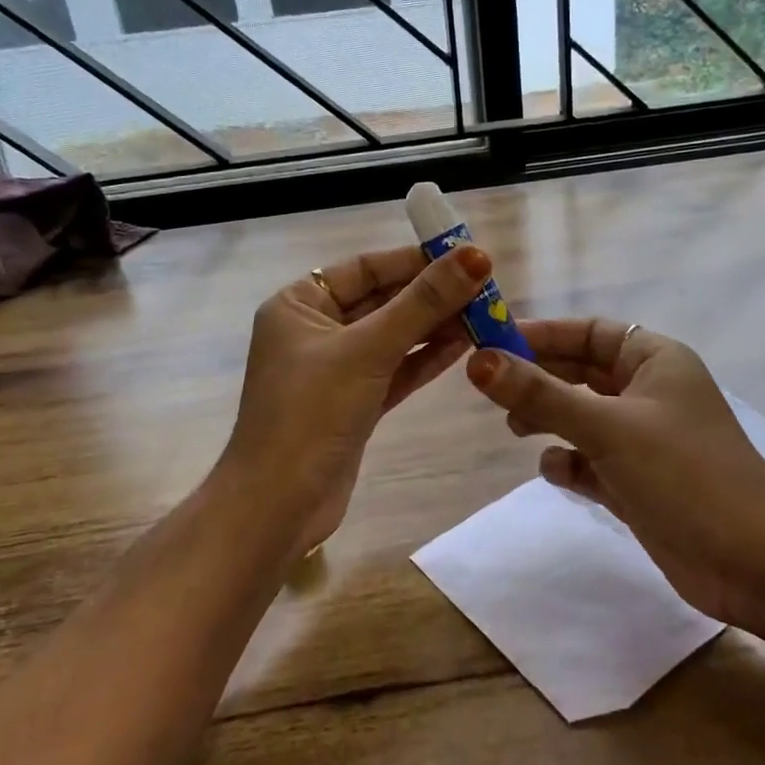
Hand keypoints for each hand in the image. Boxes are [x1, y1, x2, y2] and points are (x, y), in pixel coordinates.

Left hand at [216, 243, 489, 556]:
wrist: (278, 507)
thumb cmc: (312, 413)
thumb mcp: (368, 350)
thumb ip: (423, 302)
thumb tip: (476, 256)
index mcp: (299, 304)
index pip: (365, 267)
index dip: (415, 260)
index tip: (466, 257)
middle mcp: (314, 330)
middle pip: (382, 300)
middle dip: (431, 295)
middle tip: (486, 288)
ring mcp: (335, 369)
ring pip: (392, 336)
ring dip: (435, 326)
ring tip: (486, 314)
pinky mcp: (353, 403)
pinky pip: (394, 369)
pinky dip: (425, 358)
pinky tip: (464, 345)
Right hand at [466, 320, 764, 644]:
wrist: (756, 564)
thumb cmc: (685, 475)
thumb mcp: (608, 427)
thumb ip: (541, 394)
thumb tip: (479, 361)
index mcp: (654, 360)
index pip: (588, 332)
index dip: (541, 335)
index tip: (492, 344)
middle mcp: (649, 393)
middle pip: (580, 372)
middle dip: (539, 379)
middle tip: (491, 389)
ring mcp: (645, 440)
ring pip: (582, 416)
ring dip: (549, 419)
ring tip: (516, 429)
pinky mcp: (639, 483)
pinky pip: (592, 460)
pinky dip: (571, 462)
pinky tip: (558, 472)